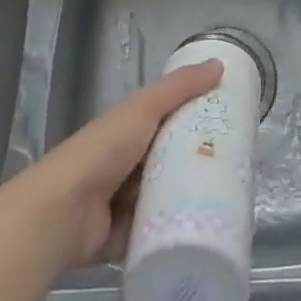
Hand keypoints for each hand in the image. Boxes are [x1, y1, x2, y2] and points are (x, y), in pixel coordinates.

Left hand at [22, 60, 221, 269]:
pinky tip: (205, 228)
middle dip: (199, 160)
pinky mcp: (126, 236)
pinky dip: (174, 230)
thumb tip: (219, 64)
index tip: (231, 123)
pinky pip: (157, 230)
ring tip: (229, 196)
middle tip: (237, 164)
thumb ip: (179, 87)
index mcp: (129, 129)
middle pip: (171, 158)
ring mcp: (125, 201)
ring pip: (167, 195)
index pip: (169, 119)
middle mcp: (127, 163)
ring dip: (189, 196)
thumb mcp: (143, 109)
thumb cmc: (103, 151)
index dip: (197, 117)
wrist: (63, 213)